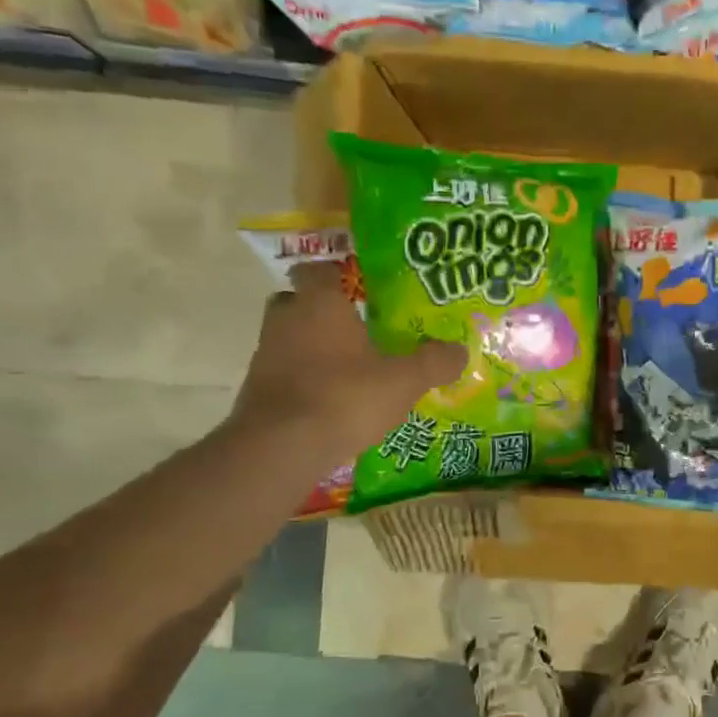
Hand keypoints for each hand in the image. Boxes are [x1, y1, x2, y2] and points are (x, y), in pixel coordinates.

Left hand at [230, 262, 466, 459]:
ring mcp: (266, 354)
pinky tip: (329, 402)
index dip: (336, 274)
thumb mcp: (403, 382)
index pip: (317, 269)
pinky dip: (303, 381)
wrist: (281, 447)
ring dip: (312, 348)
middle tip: (354, 329)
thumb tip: (460, 351)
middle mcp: (286, 319)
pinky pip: (284, 373)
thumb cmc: (345, 397)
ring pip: (289, 339)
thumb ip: (433, 363)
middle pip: (298, 302)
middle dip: (322, 311)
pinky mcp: (257, 389)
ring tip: (347, 371)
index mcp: (320, 304)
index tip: (358, 288)